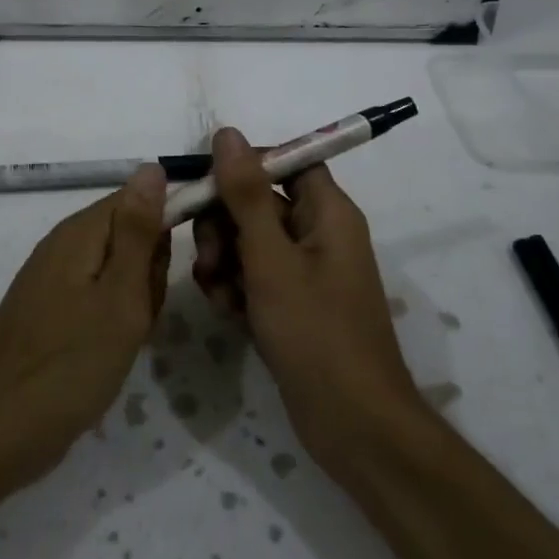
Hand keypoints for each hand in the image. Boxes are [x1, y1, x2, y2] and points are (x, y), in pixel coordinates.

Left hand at [0, 166, 170, 497]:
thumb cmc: (67, 367)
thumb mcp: (119, 298)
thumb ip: (137, 232)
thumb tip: (152, 166)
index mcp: (80, 233)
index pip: (139, 198)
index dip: (167, 228)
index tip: (174, 270)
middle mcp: (63, 246)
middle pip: (129, 234)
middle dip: (150, 272)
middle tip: (141, 314)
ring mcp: (52, 280)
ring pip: (117, 270)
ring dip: (135, 300)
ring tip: (126, 338)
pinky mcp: (49, 311)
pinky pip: (97, 296)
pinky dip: (114, 319)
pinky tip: (110, 350)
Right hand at [191, 127, 422, 472]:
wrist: (352, 424)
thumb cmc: (316, 333)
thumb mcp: (271, 259)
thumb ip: (245, 195)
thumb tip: (227, 134)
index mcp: (327, 211)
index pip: (285, 161)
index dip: (244, 166)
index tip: (205, 186)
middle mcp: (317, 233)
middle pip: (258, 202)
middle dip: (224, 226)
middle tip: (210, 259)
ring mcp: (304, 272)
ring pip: (248, 242)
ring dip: (223, 261)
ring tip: (220, 294)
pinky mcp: (291, 304)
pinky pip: (253, 277)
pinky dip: (235, 289)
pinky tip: (229, 314)